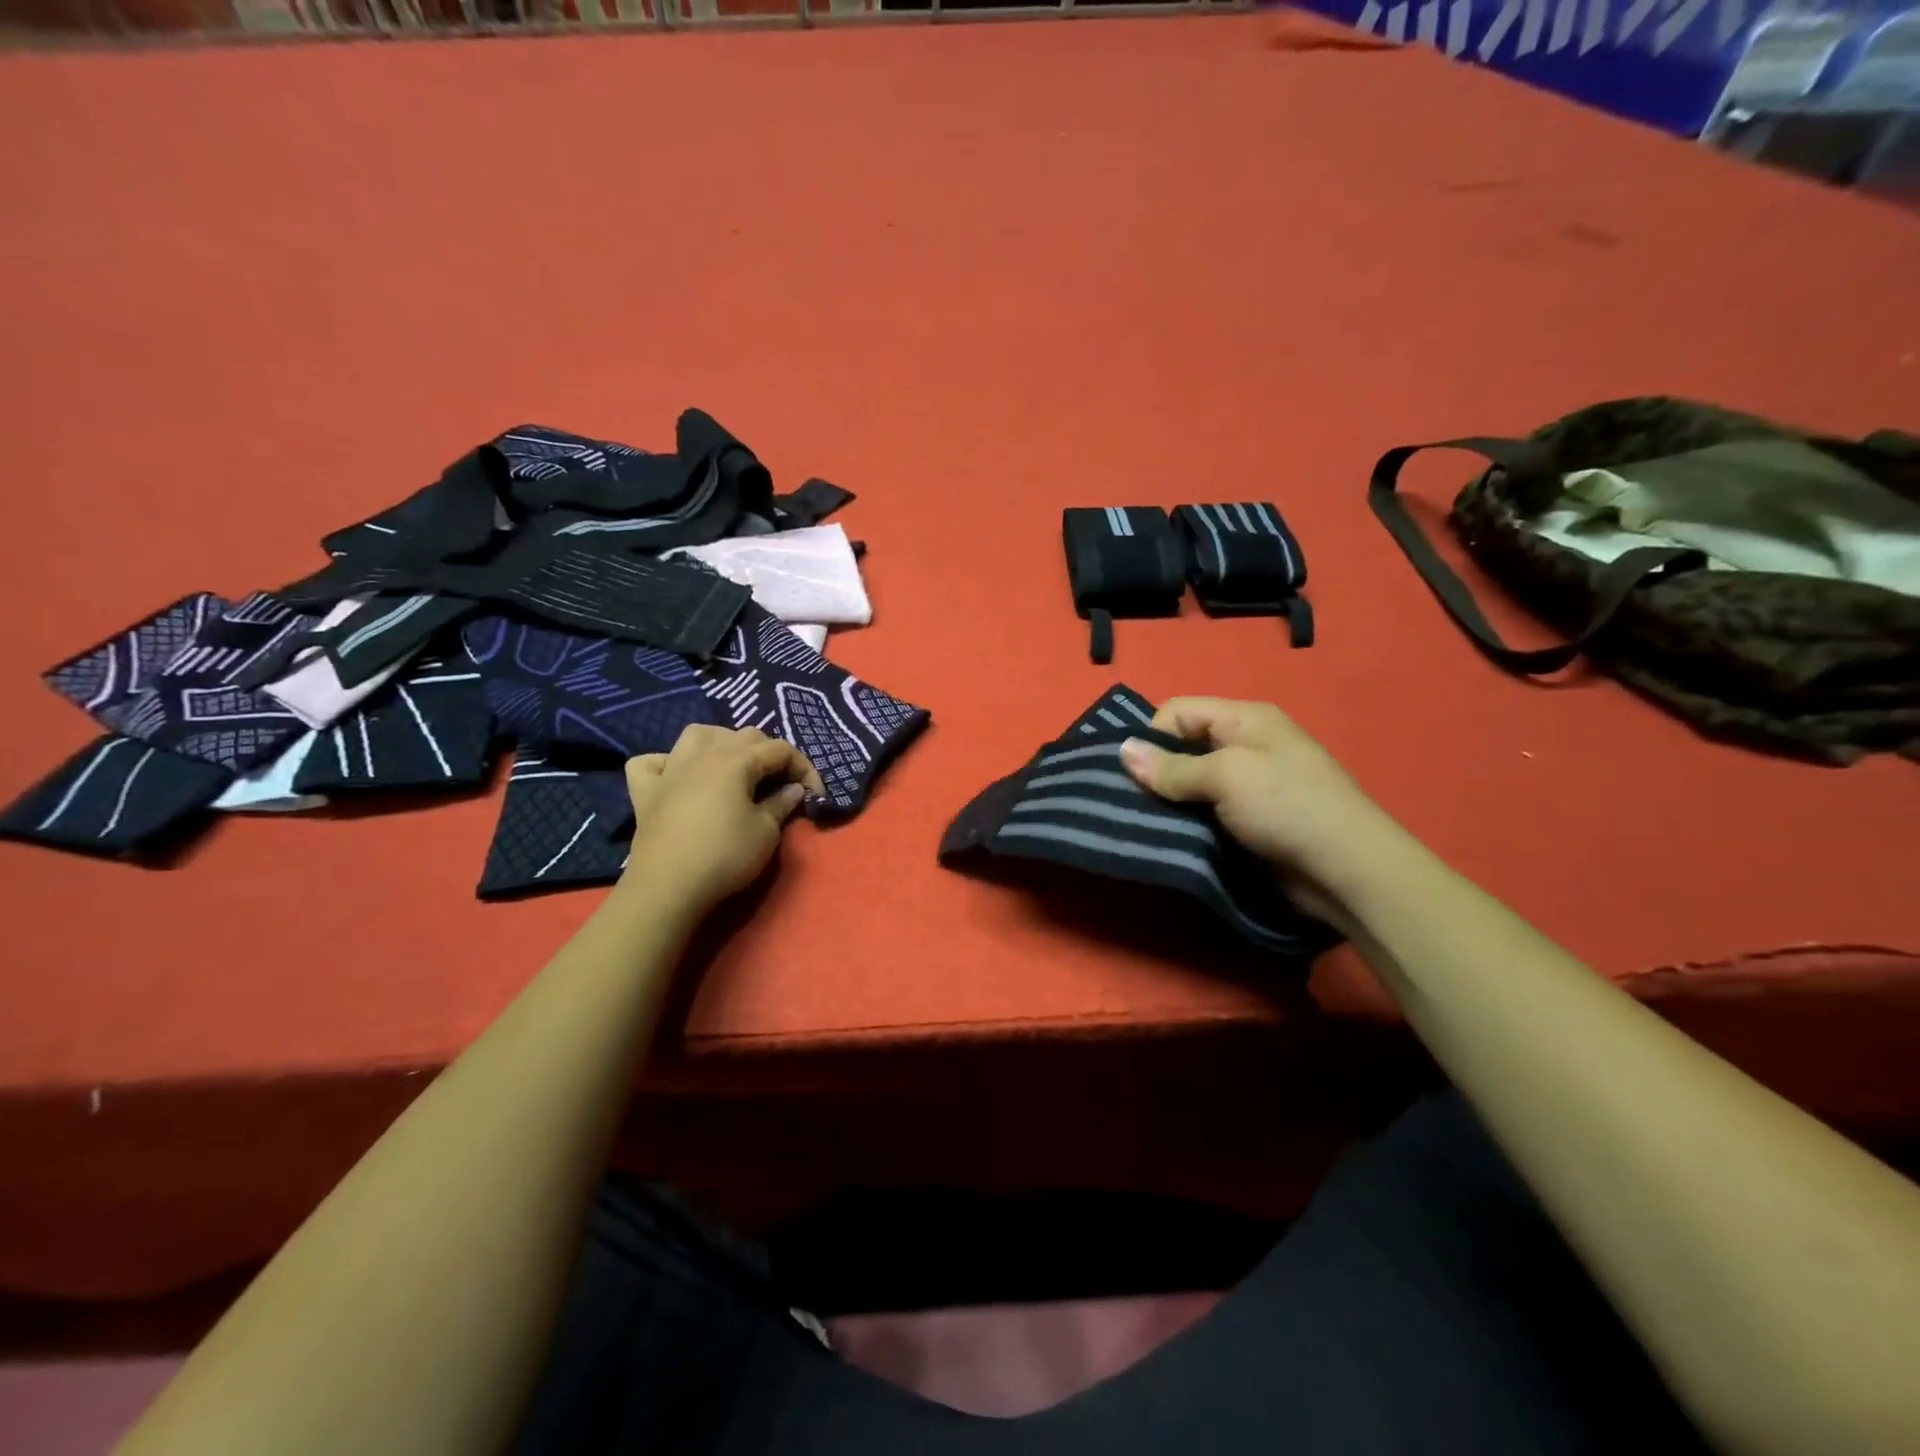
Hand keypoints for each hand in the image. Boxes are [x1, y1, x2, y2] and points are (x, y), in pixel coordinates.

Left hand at [621, 726, 824, 913]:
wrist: (668, 888)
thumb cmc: (725, 856)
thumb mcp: (766, 832)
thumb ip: (781, 803)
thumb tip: (793, 789)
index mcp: (736, 760)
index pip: (780, 749)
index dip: (804, 768)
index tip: (816, 794)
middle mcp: (703, 754)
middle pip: (744, 735)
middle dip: (769, 754)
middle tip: (781, 784)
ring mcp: (669, 770)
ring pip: (697, 734)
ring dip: (720, 742)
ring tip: (733, 765)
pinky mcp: (645, 792)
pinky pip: (651, 762)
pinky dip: (666, 764)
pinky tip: (676, 778)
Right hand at [1118, 698, 1401, 916]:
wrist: (1347, 870)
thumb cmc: (1286, 807)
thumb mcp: (1226, 777)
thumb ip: (1172, 767)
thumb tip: (1122, 750)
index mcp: (1243, 719)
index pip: (1177, 712)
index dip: (1152, 737)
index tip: (1136, 774)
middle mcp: (1243, 744)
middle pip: (1181, 747)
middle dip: (1155, 772)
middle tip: (1132, 803)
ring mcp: (1247, 784)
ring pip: (1189, 783)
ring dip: (1168, 802)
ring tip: (1147, 824)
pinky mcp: (1247, 820)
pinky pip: (1204, 811)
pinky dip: (1186, 821)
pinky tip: (1171, 838)